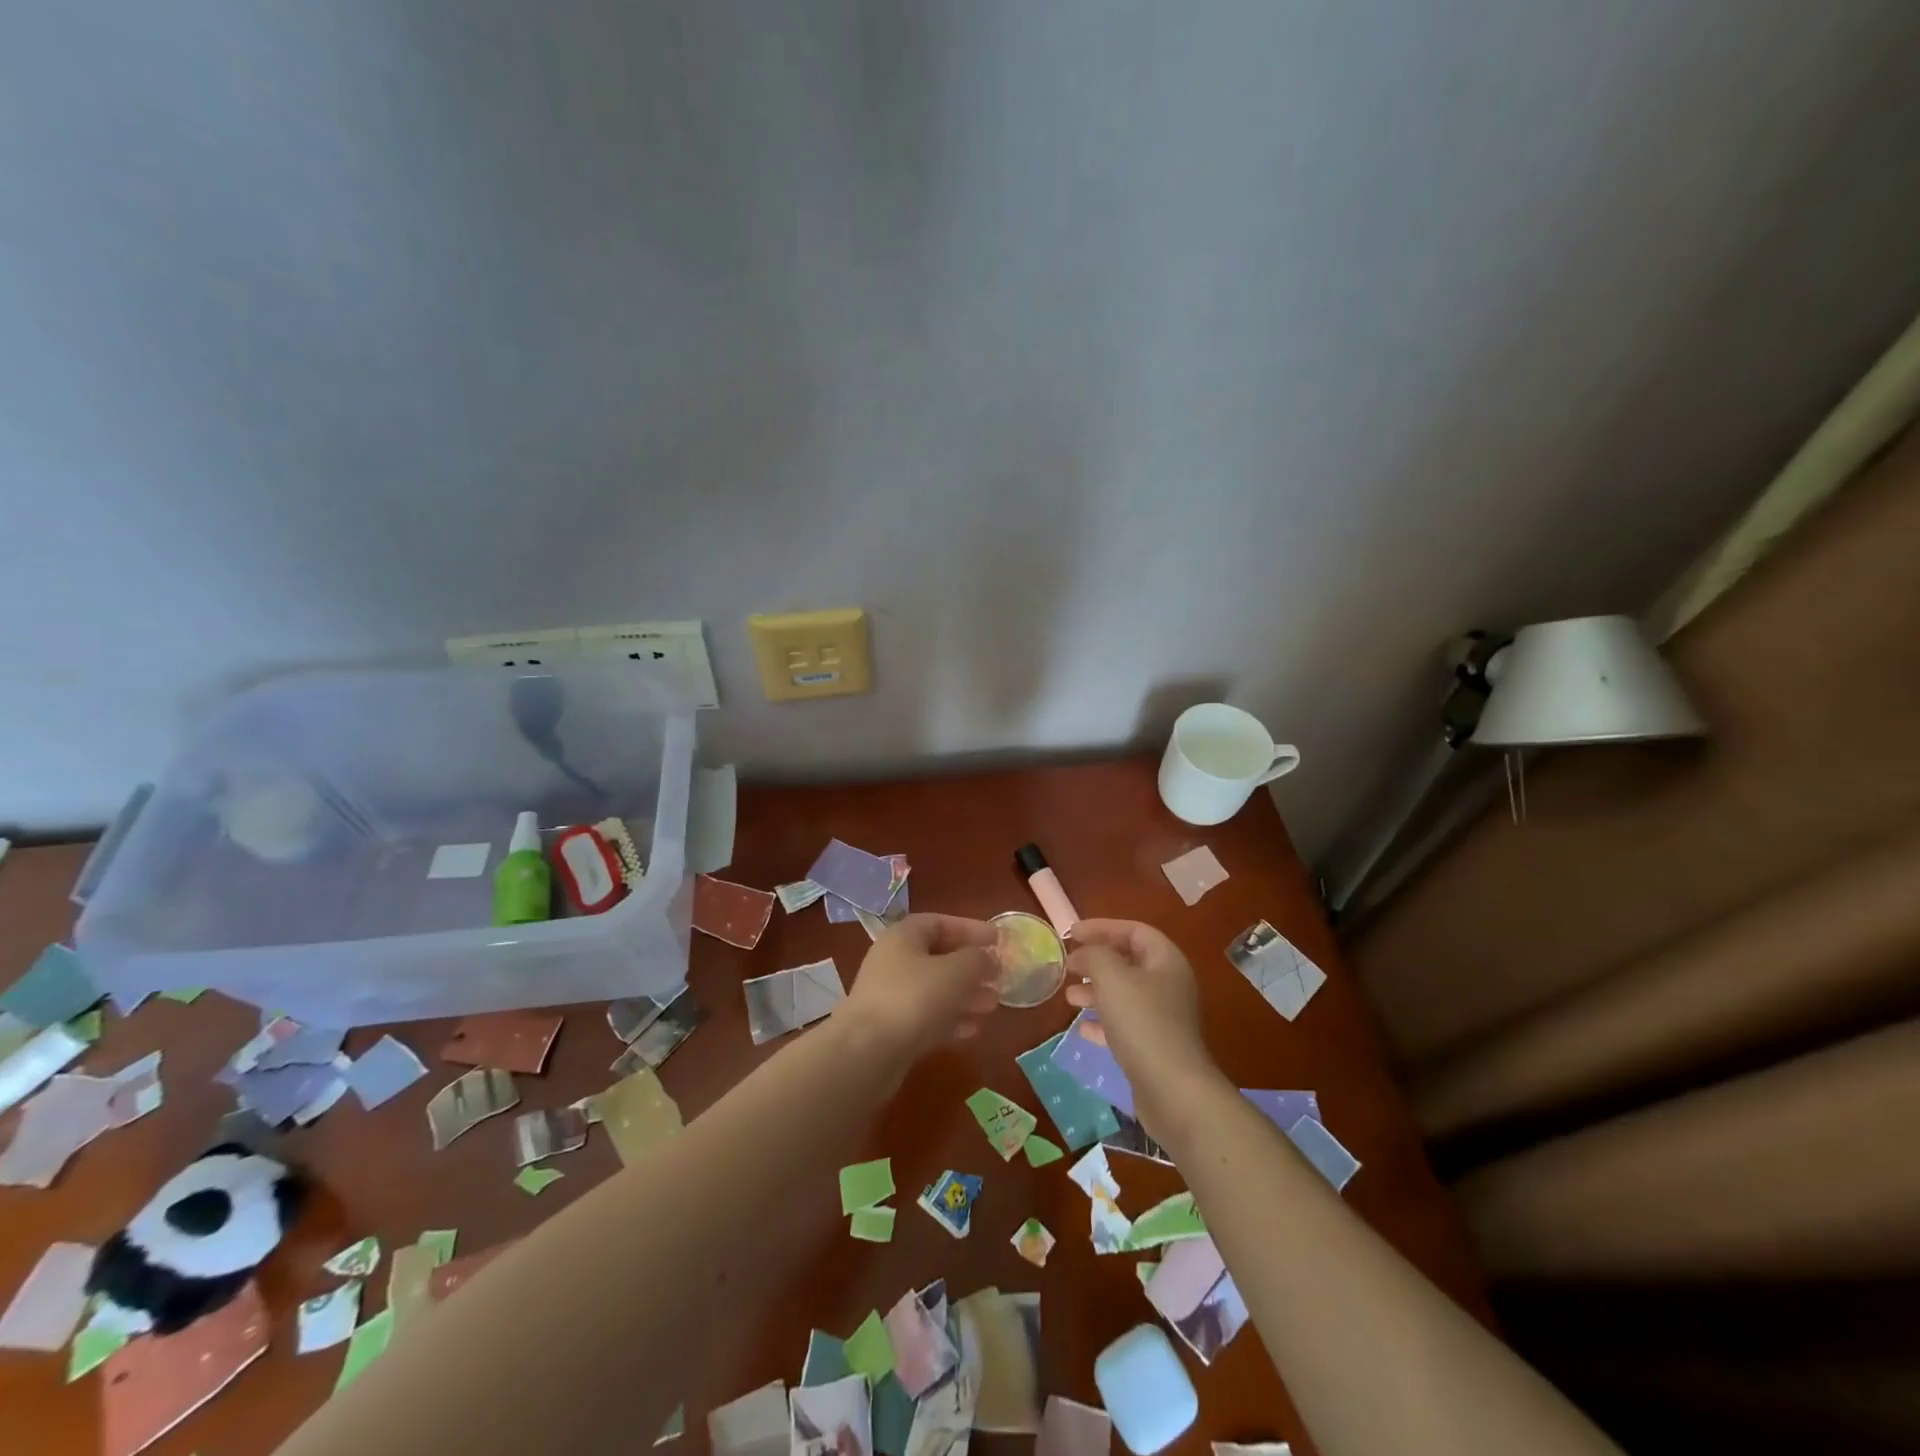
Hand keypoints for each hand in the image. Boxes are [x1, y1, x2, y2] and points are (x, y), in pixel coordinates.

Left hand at [843, 913, 999, 1059]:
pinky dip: (950, 1019)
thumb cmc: (914, 998)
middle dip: (971, 968)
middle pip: (939, 957)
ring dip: (965, 995)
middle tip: (999, 978)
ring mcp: (891, 996)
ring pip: (935, 990)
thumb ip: (978, 960)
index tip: (998, 940)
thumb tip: (989, 959)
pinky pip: (927, 1017)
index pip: (940, 922)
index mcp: (904, 936)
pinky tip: (972, 1030)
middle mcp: (894, 961)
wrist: (866, 1053)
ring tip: (992, 1005)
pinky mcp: (892, 1029)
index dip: (970, 929)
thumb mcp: (956, 971)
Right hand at [1066, 918, 1225, 1139]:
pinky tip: (1082, 1028)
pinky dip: (1102, 1022)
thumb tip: (1083, 953)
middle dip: (1096, 961)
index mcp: (1166, 960)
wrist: (1173, 1090)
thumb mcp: (1112, 977)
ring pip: (1124, 994)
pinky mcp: (1154, 1047)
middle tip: (1068, 965)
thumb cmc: (1142, 1022)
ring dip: (1095, 991)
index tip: (1071, 933)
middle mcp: (1169, 985)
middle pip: (1129, 962)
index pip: (1134, 931)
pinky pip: (1124, 1025)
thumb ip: (1094, 955)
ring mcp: (1163, 1018)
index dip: (1102, 927)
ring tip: (1068, 996)